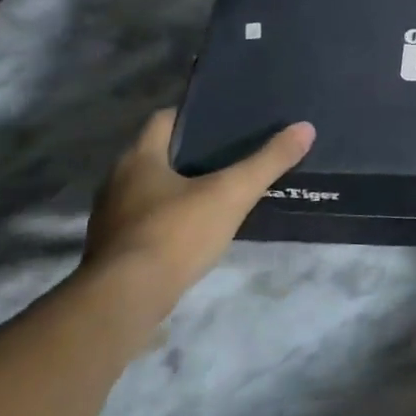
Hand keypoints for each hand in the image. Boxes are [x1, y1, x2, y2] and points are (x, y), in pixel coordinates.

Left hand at [83, 110, 314, 323]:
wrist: (125, 299)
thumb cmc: (176, 233)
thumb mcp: (232, 193)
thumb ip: (268, 161)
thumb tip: (305, 128)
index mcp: (138, 157)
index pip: (164, 120)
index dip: (193, 116)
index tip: (223, 121)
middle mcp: (116, 180)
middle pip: (156, 154)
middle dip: (189, 154)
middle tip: (230, 157)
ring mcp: (110, 217)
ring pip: (148, 190)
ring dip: (176, 189)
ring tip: (217, 193)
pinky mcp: (112, 250)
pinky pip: (144, 222)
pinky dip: (167, 220)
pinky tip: (193, 232)